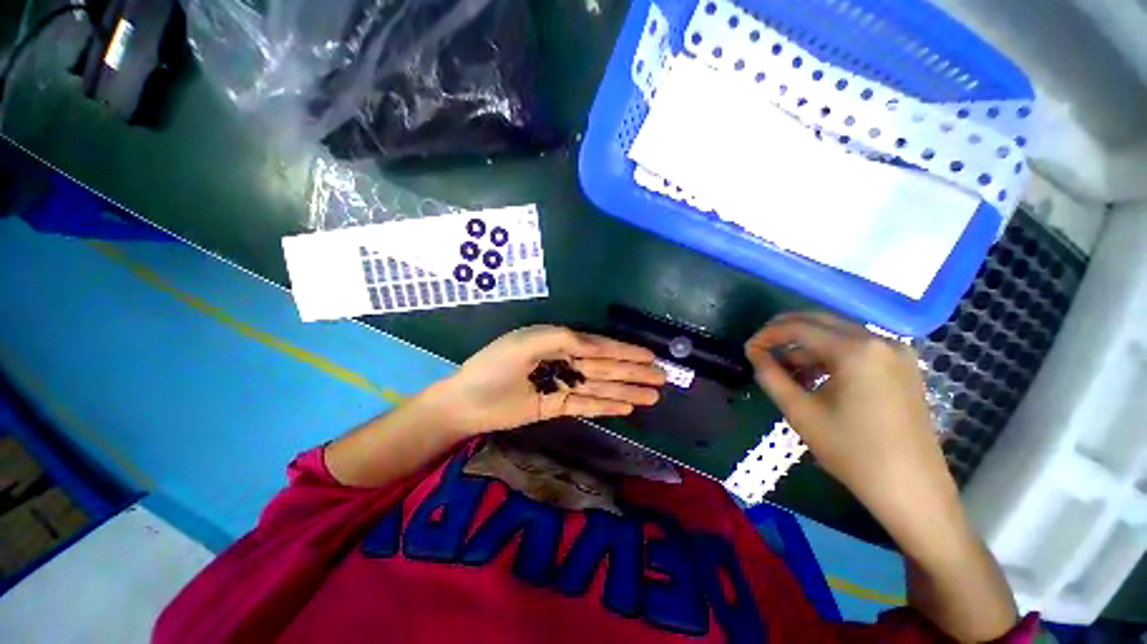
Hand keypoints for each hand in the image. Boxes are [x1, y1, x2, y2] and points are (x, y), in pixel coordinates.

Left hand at [430, 326, 665, 436]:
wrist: (467, 402)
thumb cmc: (493, 366)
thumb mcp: (526, 344)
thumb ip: (561, 339)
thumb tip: (594, 344)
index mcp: (558, 342)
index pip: (599, 346)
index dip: (625, 351)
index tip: (649, 356)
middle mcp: (564, 362)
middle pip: (606, 367)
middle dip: (633, 372)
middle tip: (662, 378)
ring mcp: (562, 385)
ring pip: (601, 386)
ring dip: (627, 391)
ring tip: (653, 395)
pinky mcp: (557, 405)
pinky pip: (587, 404)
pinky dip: (606, 405)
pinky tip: (627, 407)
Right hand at [744, 313, 961, 535]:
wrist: (912, 490)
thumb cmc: (853, 452)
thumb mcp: (801, 413)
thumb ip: (771, 376)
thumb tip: (754, 354)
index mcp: (855, 350)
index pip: (798, 328)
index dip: (767, 335)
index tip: (747, 349)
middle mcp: (879, 340)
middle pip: (819, 322)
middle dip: (784, 332)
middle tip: (760, 349)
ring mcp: (896, 352)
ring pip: (837, 334)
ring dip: (805, 345)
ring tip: (784, 369)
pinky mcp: (902, 366)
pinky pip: (855, 348)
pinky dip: (828, 355)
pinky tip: (814, 376)